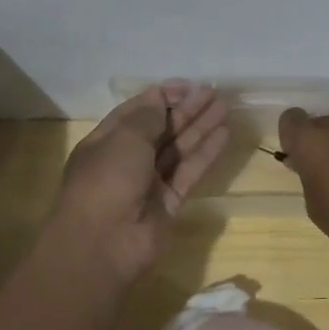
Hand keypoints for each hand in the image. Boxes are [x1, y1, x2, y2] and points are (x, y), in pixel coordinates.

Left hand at [49, 82, 229, 281]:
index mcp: (106, 142)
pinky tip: (224, 134)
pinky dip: (206, 153)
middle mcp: (128, 160)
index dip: (163, 97)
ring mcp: (149, 182)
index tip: (189, 86)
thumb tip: (161, 99)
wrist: (103, 244)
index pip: (137, 112)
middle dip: (187, 110)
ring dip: (201, 127)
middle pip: (161, 129)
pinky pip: (190, 172)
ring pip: (179, 149)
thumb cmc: (106, 181)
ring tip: (225, 107)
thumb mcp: (124, 139)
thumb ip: (148, 118)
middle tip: (214, 93)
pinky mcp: (169, 202)